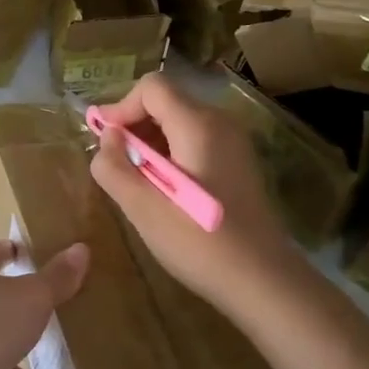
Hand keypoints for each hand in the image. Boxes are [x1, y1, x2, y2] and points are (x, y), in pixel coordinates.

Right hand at [89, 72, 297, 312]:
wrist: (263, 281)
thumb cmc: (199, 242)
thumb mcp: (143, 207)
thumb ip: (113, 166)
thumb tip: (107, 136)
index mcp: (198, 125)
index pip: (152, 87)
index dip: (121, 107)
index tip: (104, 141)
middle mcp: (220, 123)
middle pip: (167, 102)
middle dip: (134, 125)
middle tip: (115, 164)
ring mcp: (234, 143)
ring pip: (180, 122)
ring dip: (151, 142)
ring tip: (135, 180)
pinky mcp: (238, 164)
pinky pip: (195, 141)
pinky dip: (171, 154)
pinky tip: (163, 190)